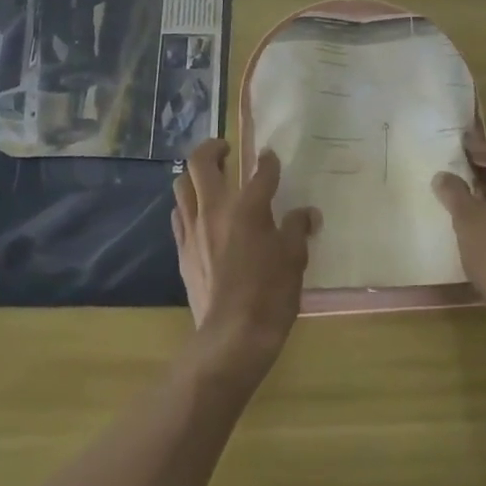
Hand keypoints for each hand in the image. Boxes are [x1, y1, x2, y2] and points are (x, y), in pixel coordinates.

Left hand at [172, 138, 317, 386]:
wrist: (232, 337)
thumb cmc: (270, 295)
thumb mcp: (294, 259)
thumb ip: (297, 229)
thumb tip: (307, 214)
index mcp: (248, 207)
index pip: (260, 172)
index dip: (268, 161)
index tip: (270, 157)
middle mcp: (215, 210)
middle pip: (202, 163)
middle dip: (213, 148)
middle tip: (225, 149)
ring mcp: (194, 230)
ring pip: (182, 185)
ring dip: (194, 175)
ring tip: (208, 179)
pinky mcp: (182, 251)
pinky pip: (179, 216)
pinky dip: (187, 206)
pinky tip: (199, 215)